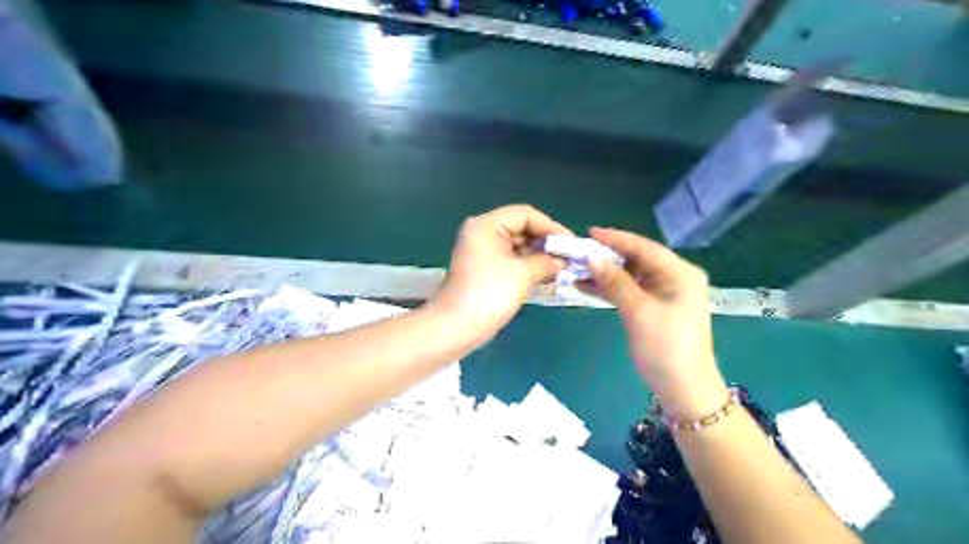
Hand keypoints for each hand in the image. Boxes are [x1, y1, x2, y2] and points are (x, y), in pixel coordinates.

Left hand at [428, 204, 569, 343]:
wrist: (456, 328)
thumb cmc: (488, 295)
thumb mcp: (522, 274)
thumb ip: (546, 261)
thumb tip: (563, 261)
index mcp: (486, 225)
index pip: (525, 215)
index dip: (550, 226)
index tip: (571, 243)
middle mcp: (483, 233)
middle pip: (521, 229)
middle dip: (546, 243)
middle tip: (570, 257)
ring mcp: (483, 252)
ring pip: (518, 246)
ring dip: (540, 257)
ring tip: (563, 268)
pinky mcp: (486, 270)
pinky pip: (512, 261)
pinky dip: (529, 267)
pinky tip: (548, 277)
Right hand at [582, 225, 726, 420]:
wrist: (683, 389)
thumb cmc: (665, 347)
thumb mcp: (638, 311)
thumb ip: (615, 281)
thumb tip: (591, 258)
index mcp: (680, 273)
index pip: (644, 247)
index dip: (616, 239)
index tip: (588, 233)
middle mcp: (674, 278)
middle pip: (637, 260)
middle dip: (607, 257)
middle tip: (579, 253)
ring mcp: (664, 294)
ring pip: (631, 276)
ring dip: (606, 273)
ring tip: (577, 269)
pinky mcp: (654, 308)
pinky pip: (630, 291)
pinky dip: (611, 289)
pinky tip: (588, 286)